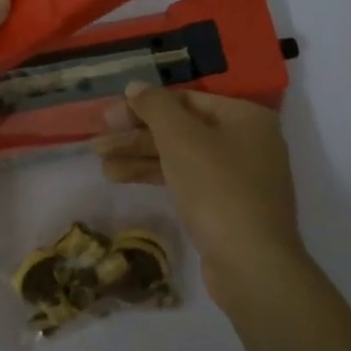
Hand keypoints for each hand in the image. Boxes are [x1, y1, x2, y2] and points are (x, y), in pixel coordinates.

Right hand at [92, 84, 308, 308]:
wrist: (251, 264)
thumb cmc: (217, 189)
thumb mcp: (181, 139)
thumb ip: (155, 107)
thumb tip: (136, 86)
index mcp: (245, 117)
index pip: (187, 99)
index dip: (145, 106)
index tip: (110, 116)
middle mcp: (247, 141)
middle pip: (182, 128)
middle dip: (137, 135)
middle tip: (99, 141)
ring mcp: (238, 177)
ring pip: (180, 156)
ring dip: (140, 157)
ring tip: (101, 162)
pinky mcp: (226, 206)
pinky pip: (186, 180)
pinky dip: (156, 176)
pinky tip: (120, 178)